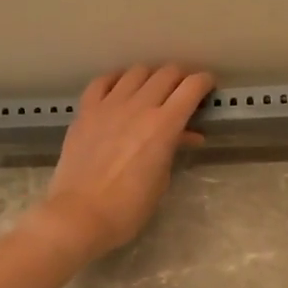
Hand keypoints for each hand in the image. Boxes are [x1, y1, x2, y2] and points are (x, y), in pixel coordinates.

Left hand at [27, 64, 214, 263]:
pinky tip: (120, 87)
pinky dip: (117, 79)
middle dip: (181, 76)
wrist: (79, 216)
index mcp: (164, 126)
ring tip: (153, 88)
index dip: (205, 82)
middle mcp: (138, 106)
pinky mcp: (85, 111)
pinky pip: (102, 81)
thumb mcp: (161, 180)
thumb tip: (187, 134)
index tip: (208, 87)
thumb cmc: (127, 209)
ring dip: (151, 75)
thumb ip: (174, 148)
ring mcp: (108, 106)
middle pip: (167, 73)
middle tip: (184, 89)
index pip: (192, 87)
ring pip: (136, 71)